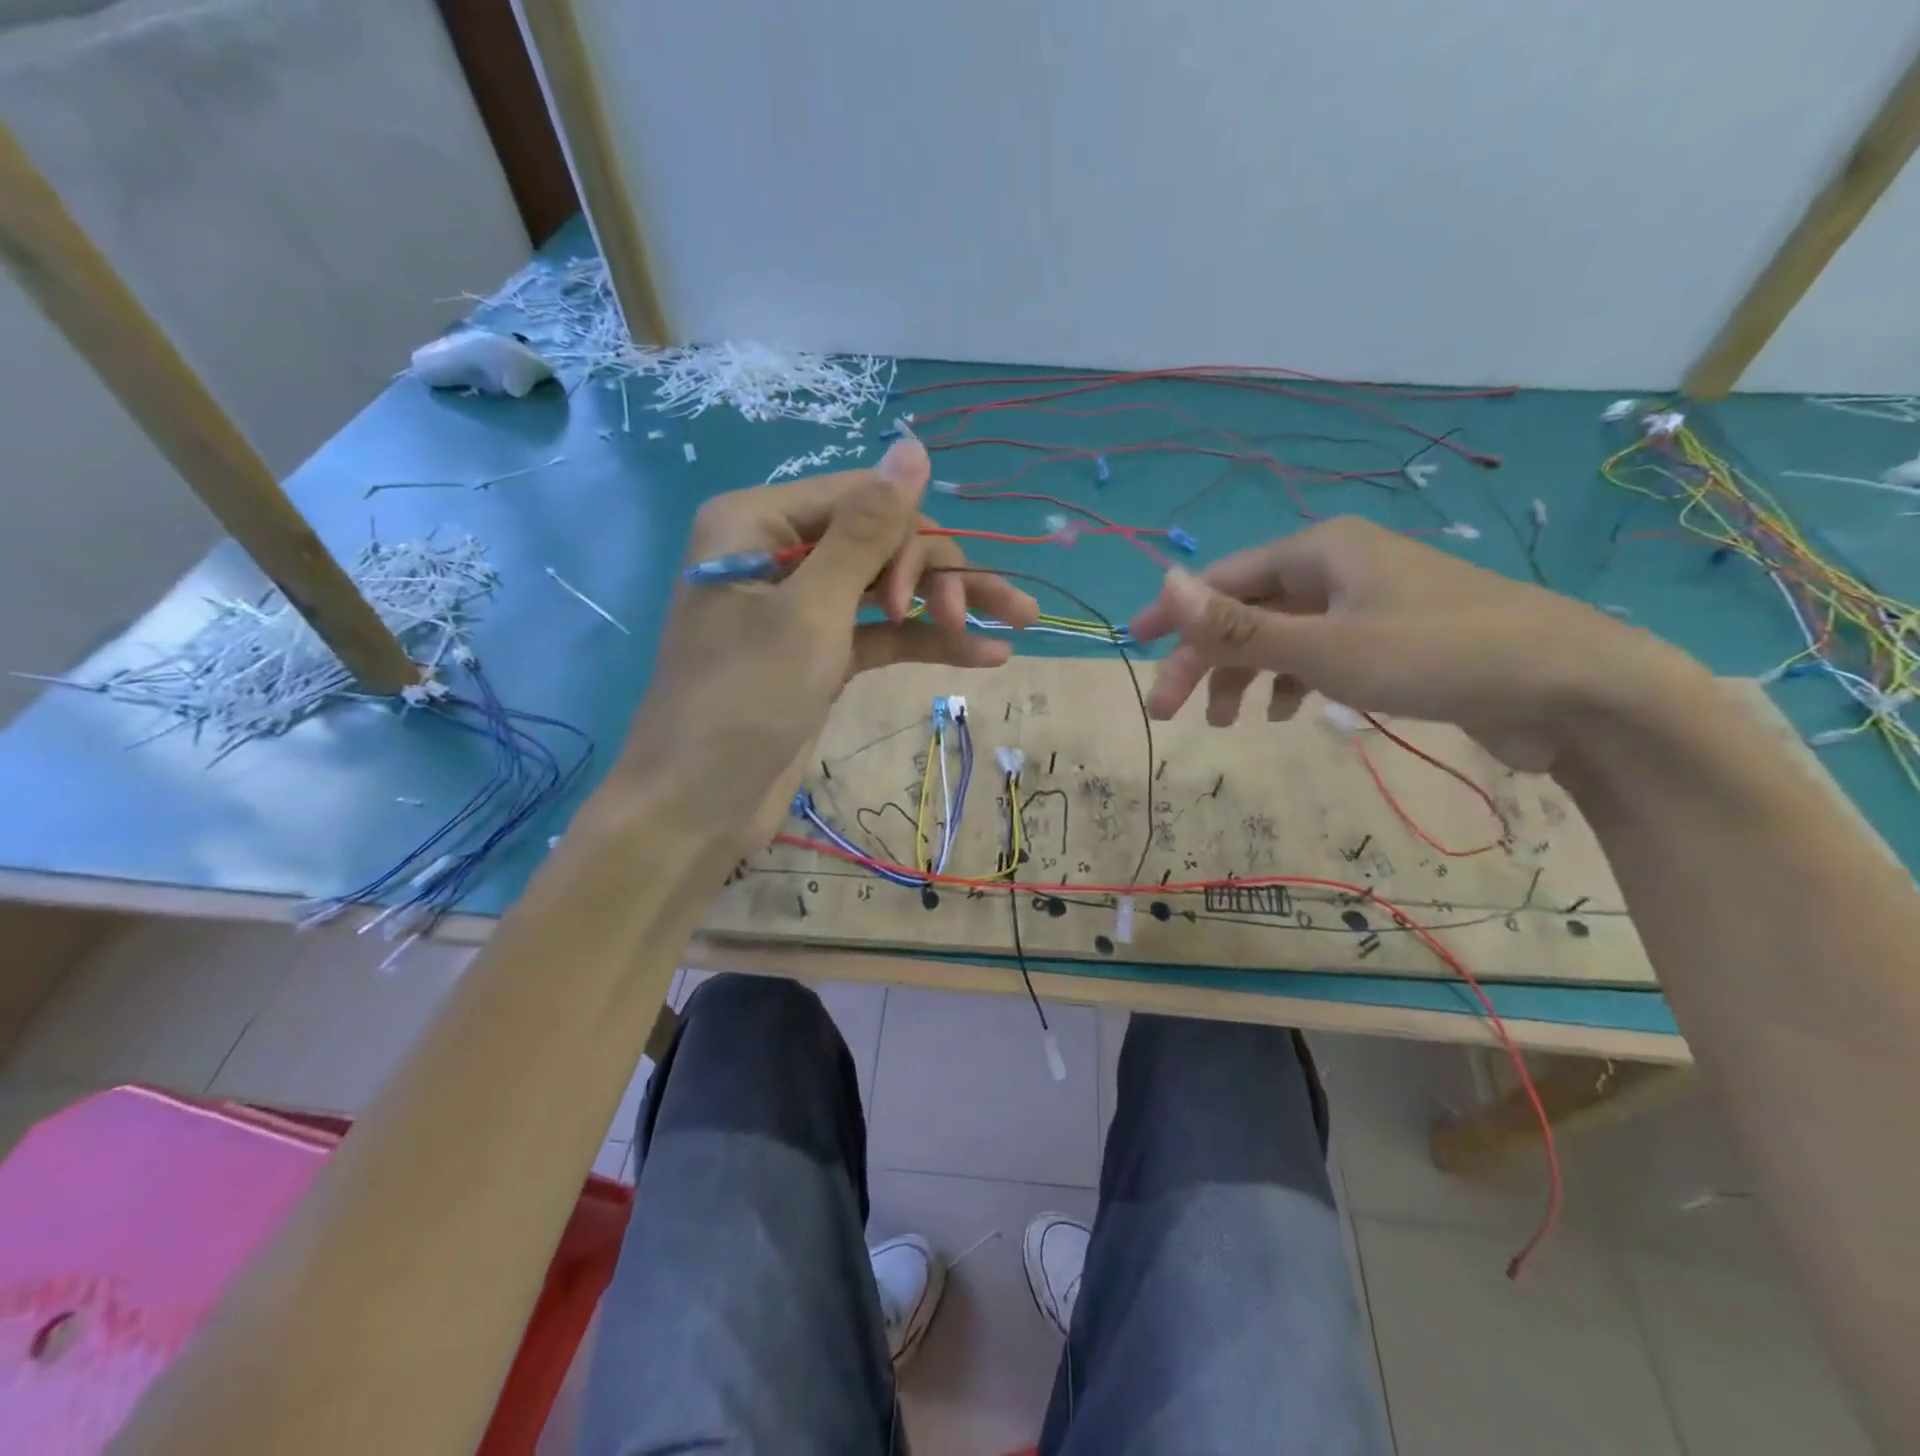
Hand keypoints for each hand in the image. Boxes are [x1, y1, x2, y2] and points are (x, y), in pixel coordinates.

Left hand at [622, 439, 1039, 848]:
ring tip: (1021, 620)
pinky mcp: (822, 655)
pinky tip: (987, 654)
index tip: (931, 596)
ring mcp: (804, 607)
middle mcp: (780, 553)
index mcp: (758, 522)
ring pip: (890, 587)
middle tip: (966, 618)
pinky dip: (928, 642)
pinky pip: (883, 634)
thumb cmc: (743, 700)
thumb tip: (914, 446)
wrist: (698, 807)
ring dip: (949, 603)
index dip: (910, 536)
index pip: (861, 498)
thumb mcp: (812, 611)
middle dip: (935, 573)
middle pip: (881, 539)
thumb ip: (866, 531)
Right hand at [1127, 516, 1702, 771]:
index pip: (1223, 580)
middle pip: (1248, 610)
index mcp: (1319, 551)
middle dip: (1207, 660)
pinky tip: (1289, 714)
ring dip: (1247, 675)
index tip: (1134, 648)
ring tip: (1228, 723)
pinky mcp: (1392, 638)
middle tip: (1171, 712)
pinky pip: (1319, 653)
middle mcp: (1338, 567)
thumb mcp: (1325, 647)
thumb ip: (1239, 623)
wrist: (1573, 687)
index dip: (1175, 615)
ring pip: (1282, 635)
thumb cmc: (1438, 657)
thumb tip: (1164, 581)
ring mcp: (1368, 602)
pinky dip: (1293, 681)